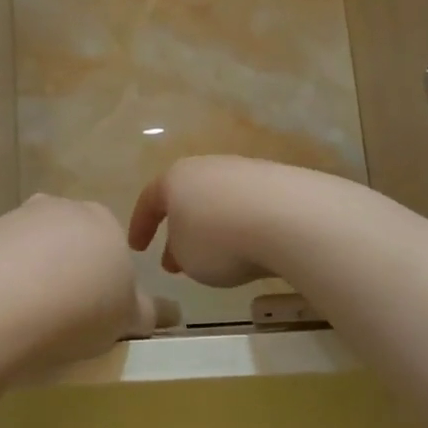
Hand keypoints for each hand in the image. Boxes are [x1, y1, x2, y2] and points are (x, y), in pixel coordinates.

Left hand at [0, 194, 178, 369]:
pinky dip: (4, 280)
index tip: (98, 315)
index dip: (109, 284)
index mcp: (105, 221)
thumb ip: (150, 312)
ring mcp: (19, 217)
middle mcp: (63, 208)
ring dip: (36, 275)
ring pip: (35, 248)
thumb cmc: (81, 307)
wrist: (1, 300)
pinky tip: (1, 309)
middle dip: (72, 272)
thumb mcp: (128, 318)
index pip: (114, 249)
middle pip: (73, 242)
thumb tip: (173, 313)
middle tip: (66, 317)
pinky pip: (1, 259)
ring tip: (30, 318)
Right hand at [128, 156, 291, 288]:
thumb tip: (184, 248)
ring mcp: (245, 170)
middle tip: (177, 261)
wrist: (290, 218)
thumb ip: (177, 252)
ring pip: (219, 201)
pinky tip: (251, 246)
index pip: (149, 201)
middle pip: (187, 198)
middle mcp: (207, 167)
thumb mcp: (186, 258)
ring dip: (212, 229)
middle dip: (179, 230)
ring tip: (217, 258)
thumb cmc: (220, 240)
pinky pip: (250, 206)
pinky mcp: (278, 181)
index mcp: (175, 179)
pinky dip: (243, 226)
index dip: (140, 226)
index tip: (137, 248)